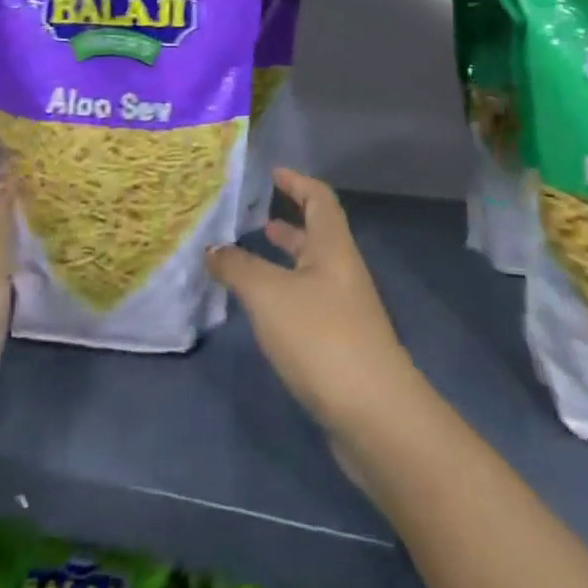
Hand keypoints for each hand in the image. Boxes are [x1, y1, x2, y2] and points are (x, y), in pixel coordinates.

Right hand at [206, 168, 422, 444]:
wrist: (374, 414)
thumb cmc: (321, 337)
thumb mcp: (269, 295)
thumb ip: (238, 267)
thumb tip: (212, 248)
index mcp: (333, 246)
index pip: (319, 198)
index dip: (297, 182)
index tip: (273, 173)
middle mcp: (342, 270)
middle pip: (317, 233)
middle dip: (288, 221)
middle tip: (253, 215)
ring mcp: (344, 309)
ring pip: (310, 270)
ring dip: (284, 259)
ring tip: (249, 255)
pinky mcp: (339, 343)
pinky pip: (307, 302)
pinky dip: (283, 293)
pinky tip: (262, 309)